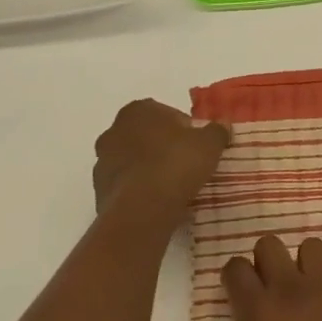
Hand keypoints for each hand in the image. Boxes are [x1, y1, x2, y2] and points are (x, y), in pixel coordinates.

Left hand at [92, 99, 229, 222]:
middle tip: (186, 164)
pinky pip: (125, 185)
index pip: (166, 113)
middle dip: (163, 147)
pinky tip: (157, 202)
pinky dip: (139, 190)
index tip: (197, 145)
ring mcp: (102, 161)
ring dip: (149, 169)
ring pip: (133, 160)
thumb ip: (217, 131)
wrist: (142, 209)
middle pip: (146, 136)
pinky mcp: (98, 190)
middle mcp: (114, 130)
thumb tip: (223, 125)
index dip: (185, 128)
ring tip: (173, 187)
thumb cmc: (176, 164)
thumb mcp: (209, 144)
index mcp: (138, 110)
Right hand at [219, 236, 321, 320]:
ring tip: (310, 292)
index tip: (238, 293)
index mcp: (258, 313)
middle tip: (272, 289)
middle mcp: (290, 290)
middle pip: (270, 244)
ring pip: (312, 246)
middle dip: (267, 261)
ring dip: (307, 264)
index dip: (234, 277)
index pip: (235, 268)